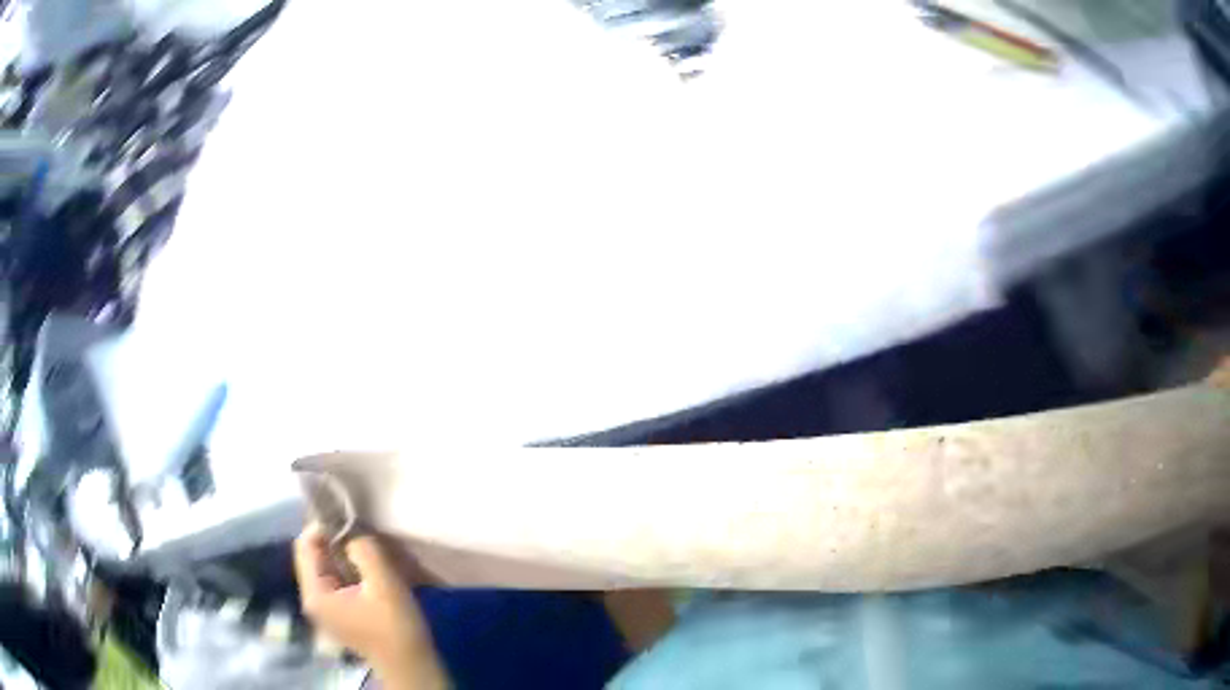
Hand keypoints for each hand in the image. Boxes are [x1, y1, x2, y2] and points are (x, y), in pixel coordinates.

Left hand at [294, 524, 446, 688]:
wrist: (411, 666)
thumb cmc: (396, 627)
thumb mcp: (384, 583)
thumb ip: (364, 550)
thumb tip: (353, 534)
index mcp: (315, 593)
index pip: (305, 544)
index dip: (324, 525)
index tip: (352, 520)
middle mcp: (312, 598)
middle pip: (314, 554)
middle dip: (336, 540)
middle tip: (364, 534)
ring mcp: (325, 607)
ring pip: (327, 566)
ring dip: (345, 554)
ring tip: (371, 550)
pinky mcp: (339, 612)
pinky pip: (337, 579)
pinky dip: (351, 569)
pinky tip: (372, 571)